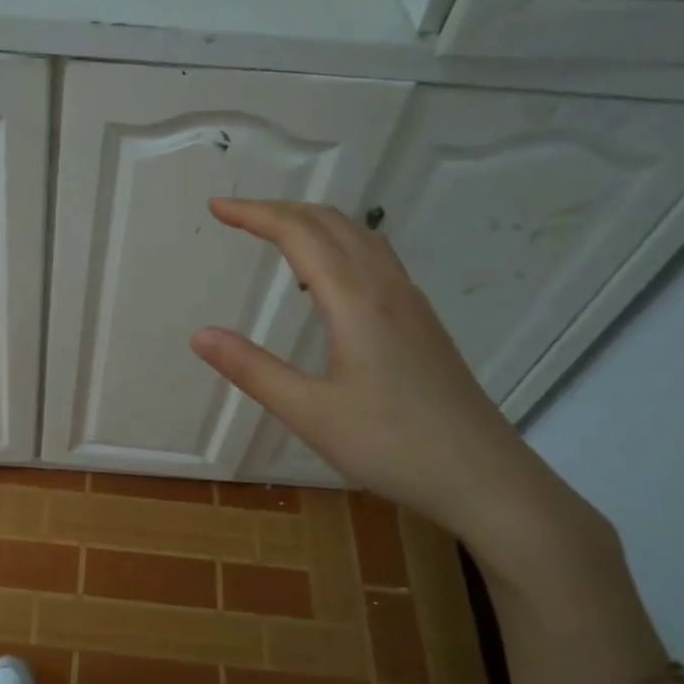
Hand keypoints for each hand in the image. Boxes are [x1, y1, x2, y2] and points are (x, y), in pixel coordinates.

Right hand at [188, 198, 551, 545]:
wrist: (484, 477)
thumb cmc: (392, 446)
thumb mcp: (310, 413)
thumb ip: (252, 370)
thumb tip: (199, 335)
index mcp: (355, 301)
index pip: (298, 234)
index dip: (254, 214)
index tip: (216, 206)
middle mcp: (386, 288)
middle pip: (331, 223)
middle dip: (280, 210)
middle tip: (236, 215)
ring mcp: (410, 303)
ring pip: (359, 237)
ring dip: (313, 222)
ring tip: (276, 233)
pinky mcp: (422, 322)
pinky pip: (375, 258)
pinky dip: (339, 244)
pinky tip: (328, 278)